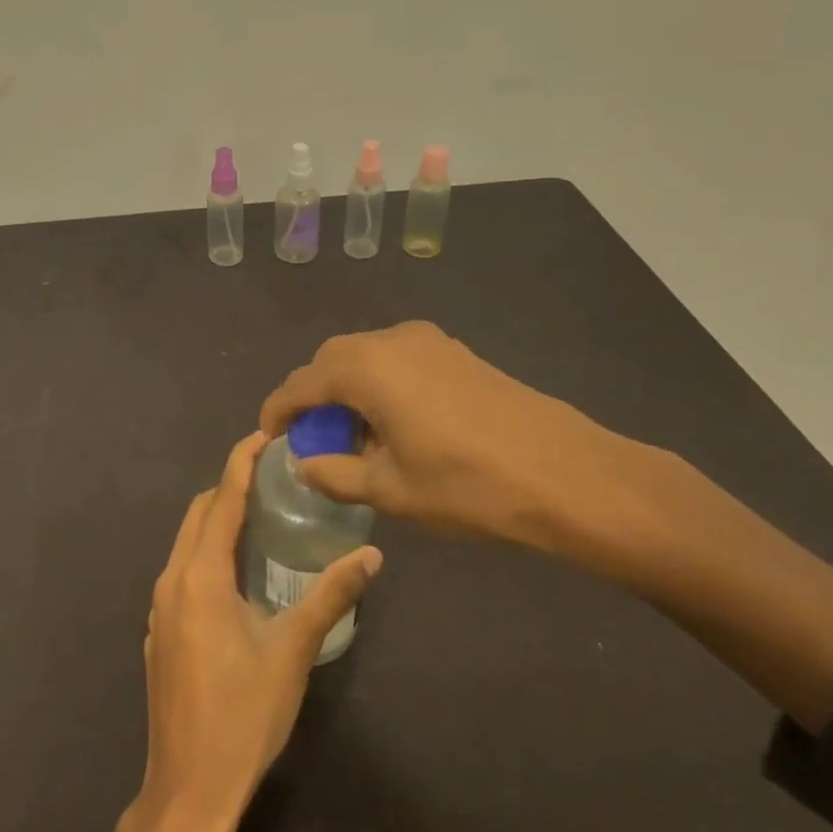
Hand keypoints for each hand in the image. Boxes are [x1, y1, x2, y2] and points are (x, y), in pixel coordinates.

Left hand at [101, 431, 382, 831]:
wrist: (189, 790)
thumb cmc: (243, 715)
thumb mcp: (293, 650)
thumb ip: (330, 595)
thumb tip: (371, 555)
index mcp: (200, 576)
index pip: (220, 500)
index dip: (241, 462)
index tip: (264, 435)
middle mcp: (172, 580)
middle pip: (198, 514)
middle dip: (229, 486)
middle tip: (272, 476)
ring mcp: (160, 608)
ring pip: (187, 542)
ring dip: (218, 519)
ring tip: (262, 514)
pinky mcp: (160, 631)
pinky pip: (183, 570)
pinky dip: (208, 551)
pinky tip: (238, 571)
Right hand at [260, 322, 669, 583]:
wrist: (564, 472)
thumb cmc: (467, 485)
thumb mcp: (392, 490)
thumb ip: (337, 474)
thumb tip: (306, 464)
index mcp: (366, 369)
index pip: (302, 383)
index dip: (279, 409)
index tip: (268, 436)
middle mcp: (391, 341)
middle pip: (332, 361)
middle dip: (314, 396)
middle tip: (312, 438)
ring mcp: (428, 341)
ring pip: (366, 356)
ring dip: (348, 388)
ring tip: (356, 436)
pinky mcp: (455, 351)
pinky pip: (397, 358)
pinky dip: (380, 383)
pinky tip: (396, 423)